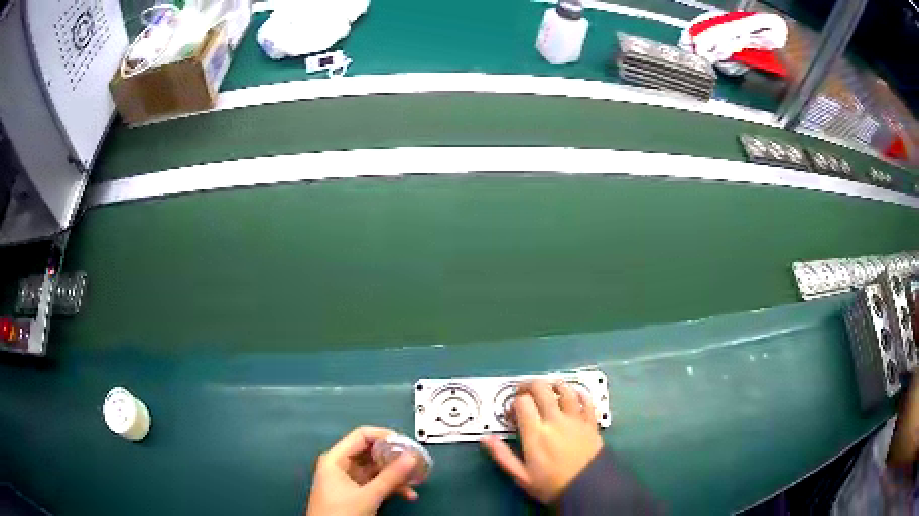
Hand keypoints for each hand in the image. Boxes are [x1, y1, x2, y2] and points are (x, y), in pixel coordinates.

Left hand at [306, 427, 419, 515]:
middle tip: (414, 462)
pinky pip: (375, 483)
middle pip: (370, 452)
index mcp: (335, 459)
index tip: (405, 444)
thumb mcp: (368, 495)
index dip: (384, 437)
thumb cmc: (339, 513)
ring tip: (415, 480)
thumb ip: (391, 476)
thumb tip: (410, 457)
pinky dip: (390, 486)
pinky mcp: (354, 493)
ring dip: (395, 475)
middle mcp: (339, 466)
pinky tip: (406, 493)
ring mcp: (346, 480)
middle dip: (394, 459)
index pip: (362, 436)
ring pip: (375, 469)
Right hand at [481, 380, 603, 503]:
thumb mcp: (521, 475)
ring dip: (554, 385)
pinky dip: (580, 393)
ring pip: (565, 390)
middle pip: (542, 389)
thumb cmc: (551, 485)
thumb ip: (502, 455)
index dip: (514, 401)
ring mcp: (575, 419)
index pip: (523, 402)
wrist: (587, 489)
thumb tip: (486, 438)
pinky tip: (575, 394)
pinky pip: (587, 401)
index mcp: (536, 433)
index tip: (511, 412)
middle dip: (530, 385)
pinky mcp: (590, 423)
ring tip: (548, 389)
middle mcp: (555, 420)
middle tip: (524, 392)